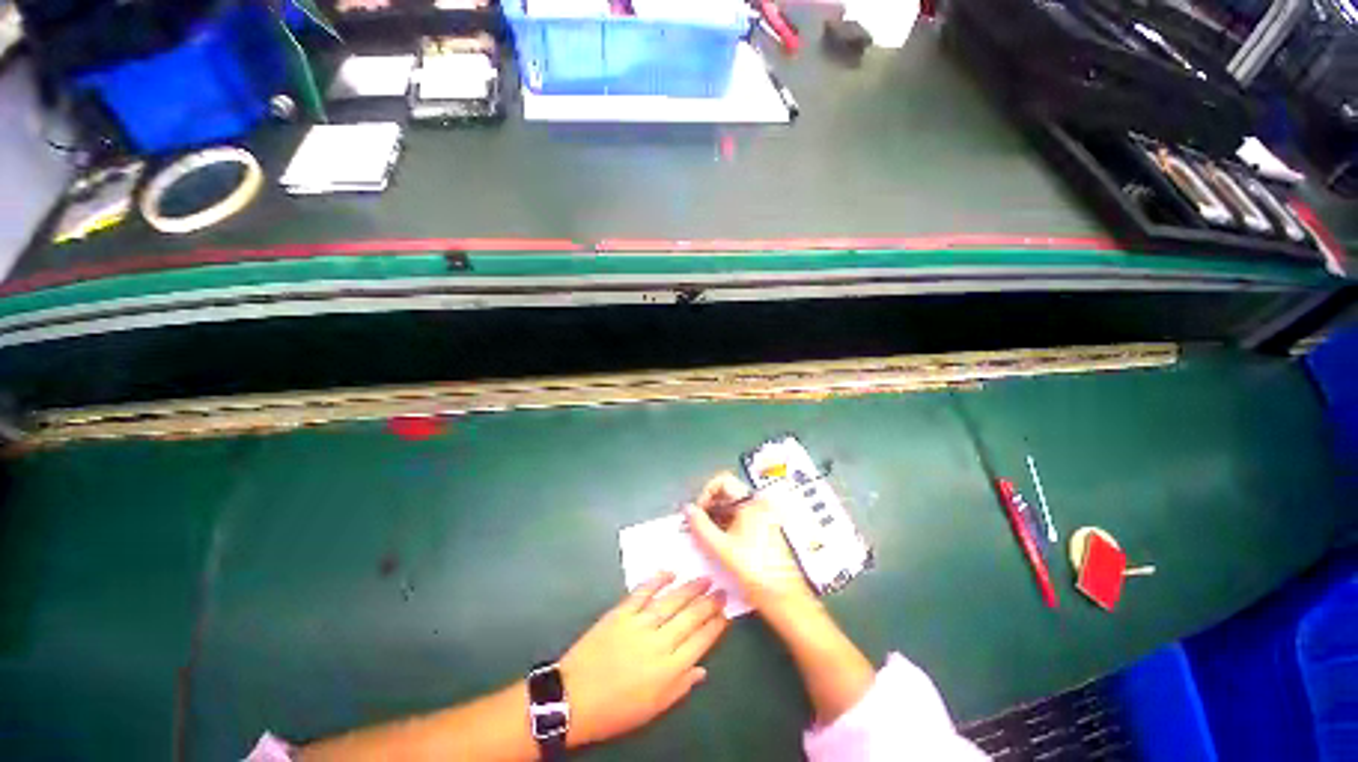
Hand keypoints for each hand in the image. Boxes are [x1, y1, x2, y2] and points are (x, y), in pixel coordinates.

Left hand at [559, 572, 728, 747]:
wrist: (573, 698)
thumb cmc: (615, 710)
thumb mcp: (652, 710)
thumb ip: (680, 688)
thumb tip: (703, 670)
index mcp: (668, 670)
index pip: (700, 642)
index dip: (715, 626)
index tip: (726, 614)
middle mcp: (659, 642)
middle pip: (690, 617)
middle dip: (709, 603)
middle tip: (721, 591)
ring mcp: (639, 624)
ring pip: (672, 601)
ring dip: (691, 589)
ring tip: (705, 579)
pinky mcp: (621, 612)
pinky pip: (643, 591)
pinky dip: (657, 579)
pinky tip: (671, 572)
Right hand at [684, 472, 817, 619]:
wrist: (782, 596)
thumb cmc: (751, 569)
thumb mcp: (719, 547)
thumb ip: (699, 525)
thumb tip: (687, 509)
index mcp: (751, 502)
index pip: (722, 481)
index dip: (705, 493)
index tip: (697, 513)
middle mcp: (759, 503)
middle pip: (727, 493)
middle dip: (708, 506)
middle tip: (696, 525)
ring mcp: (764, 515)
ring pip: (733, 506)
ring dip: (716, 516)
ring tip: (704, 536)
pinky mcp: (765, 528)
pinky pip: (741, 517)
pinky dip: (727, 524)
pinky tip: (718, 541)